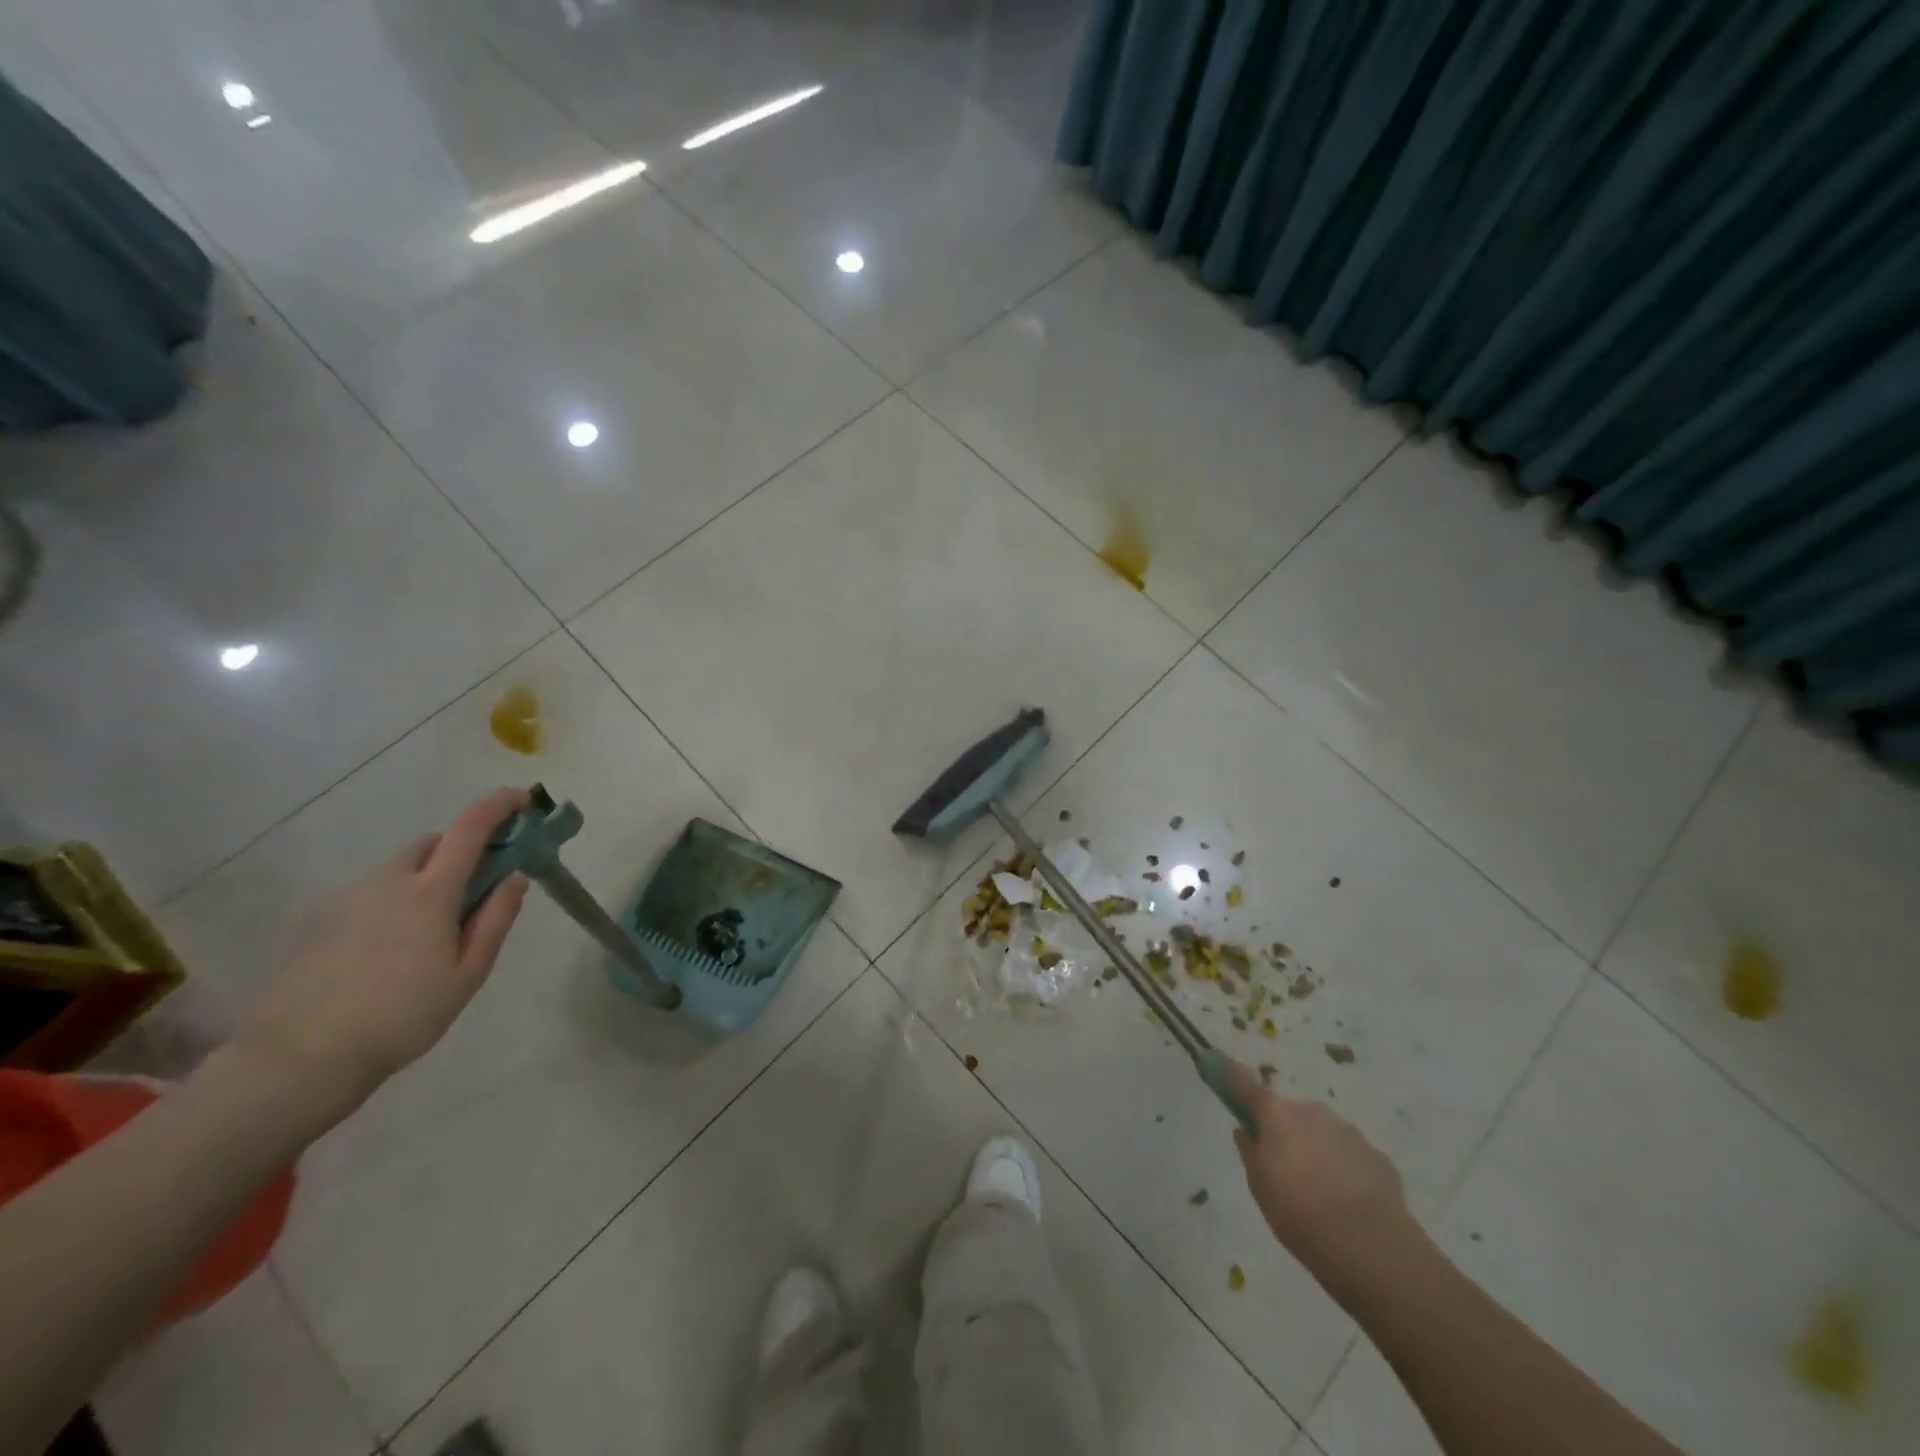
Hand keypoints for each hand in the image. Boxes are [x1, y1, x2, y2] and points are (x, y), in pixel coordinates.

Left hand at [231, 788, 531, 1117]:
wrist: (302, 1057)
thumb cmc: (402, 1015)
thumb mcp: (468, 973)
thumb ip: (496, 919)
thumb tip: (515, 877)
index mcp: (430, 892)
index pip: (470, 828)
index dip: (498, 805)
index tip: (522, 798)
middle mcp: (389, 882)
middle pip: (432, 843)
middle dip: (461, 849)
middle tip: (480, 885)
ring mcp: (351, 899)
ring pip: (400, 867)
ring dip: (428, 874)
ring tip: (438, 926)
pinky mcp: (325, 921)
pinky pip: (375, 892)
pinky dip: (398, 898)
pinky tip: (397, 947)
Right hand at [1227, 1060, 1414, 1277]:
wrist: (1371, 1248)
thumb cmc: (1299, 1214)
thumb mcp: (1260, 1188)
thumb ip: (1250, 1153)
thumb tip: (1245, 1131)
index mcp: (1277, 1115)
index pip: (1245, 1084)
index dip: (1230, 1075)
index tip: (1215, 1063)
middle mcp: (1312, 1112)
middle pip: (1290, 1114)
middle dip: (1286, 1133)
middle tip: (1284, 1170)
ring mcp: (1348, 1131)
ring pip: (1322, 1133)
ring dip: (1316, 1150)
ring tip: (1320, 1194)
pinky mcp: (1377, 1156)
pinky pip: (1350, 1155)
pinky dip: (1344, 1169)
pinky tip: (1347, 1203)